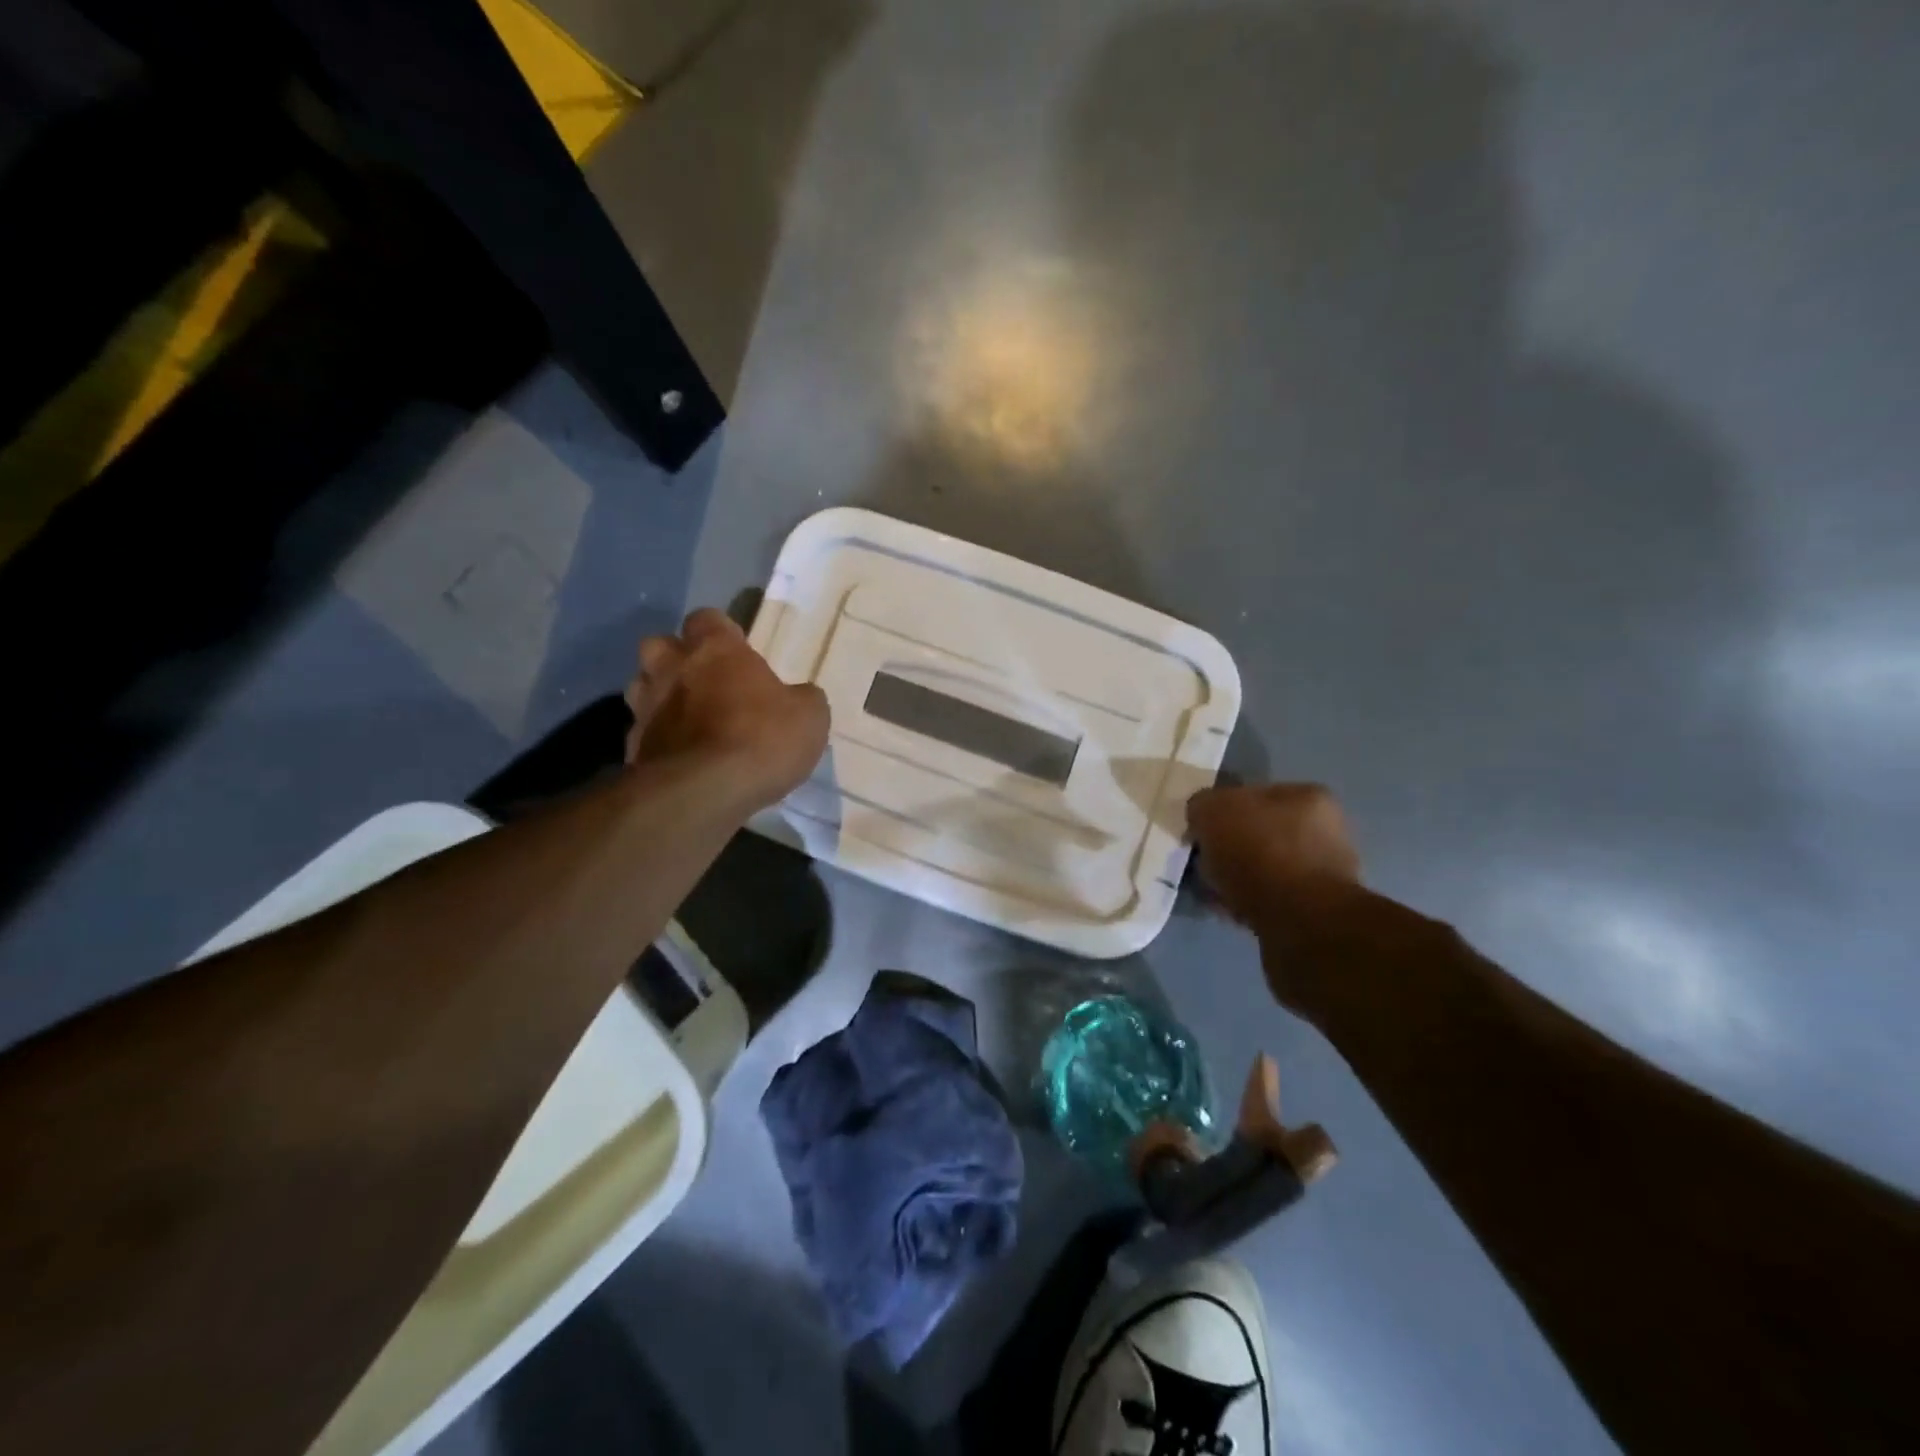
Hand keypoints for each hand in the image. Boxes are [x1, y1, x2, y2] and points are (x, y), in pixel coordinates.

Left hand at [624, 608, 829, 811]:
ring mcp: (646, 709)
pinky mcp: (632, 748)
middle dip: (676, 657)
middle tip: (703, 679)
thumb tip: (798, 697)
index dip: (720, 632)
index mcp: (716, 650)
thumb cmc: (761, 739)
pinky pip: (643, 734)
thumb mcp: (809, 717)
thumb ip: (802, 699)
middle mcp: (673, 669)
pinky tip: (680, 758)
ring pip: (641, 686)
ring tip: (686, 718)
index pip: (706, 618)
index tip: (737, 651)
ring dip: (660, 696)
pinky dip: (659, 740)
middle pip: (659, 644)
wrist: (704, 792)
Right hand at [1187, 783, 1366, 1010]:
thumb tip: (1201, 816)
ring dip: (1238, 878)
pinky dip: (1248, 903)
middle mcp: (1326, 830)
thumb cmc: (1259, 852)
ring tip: (1212, 890)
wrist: (1300, 922)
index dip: (1222, 811)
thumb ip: (1202, 805)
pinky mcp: (1317, 911)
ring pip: (1264, 868)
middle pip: (1261, 833)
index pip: (1254, 795)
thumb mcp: (1213, 810)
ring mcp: (1325, 873)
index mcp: (1307, 797)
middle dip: (1231, 848)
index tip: (1200, 832)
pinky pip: (1270, 899)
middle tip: (1203, 862)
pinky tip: (1229, 911)